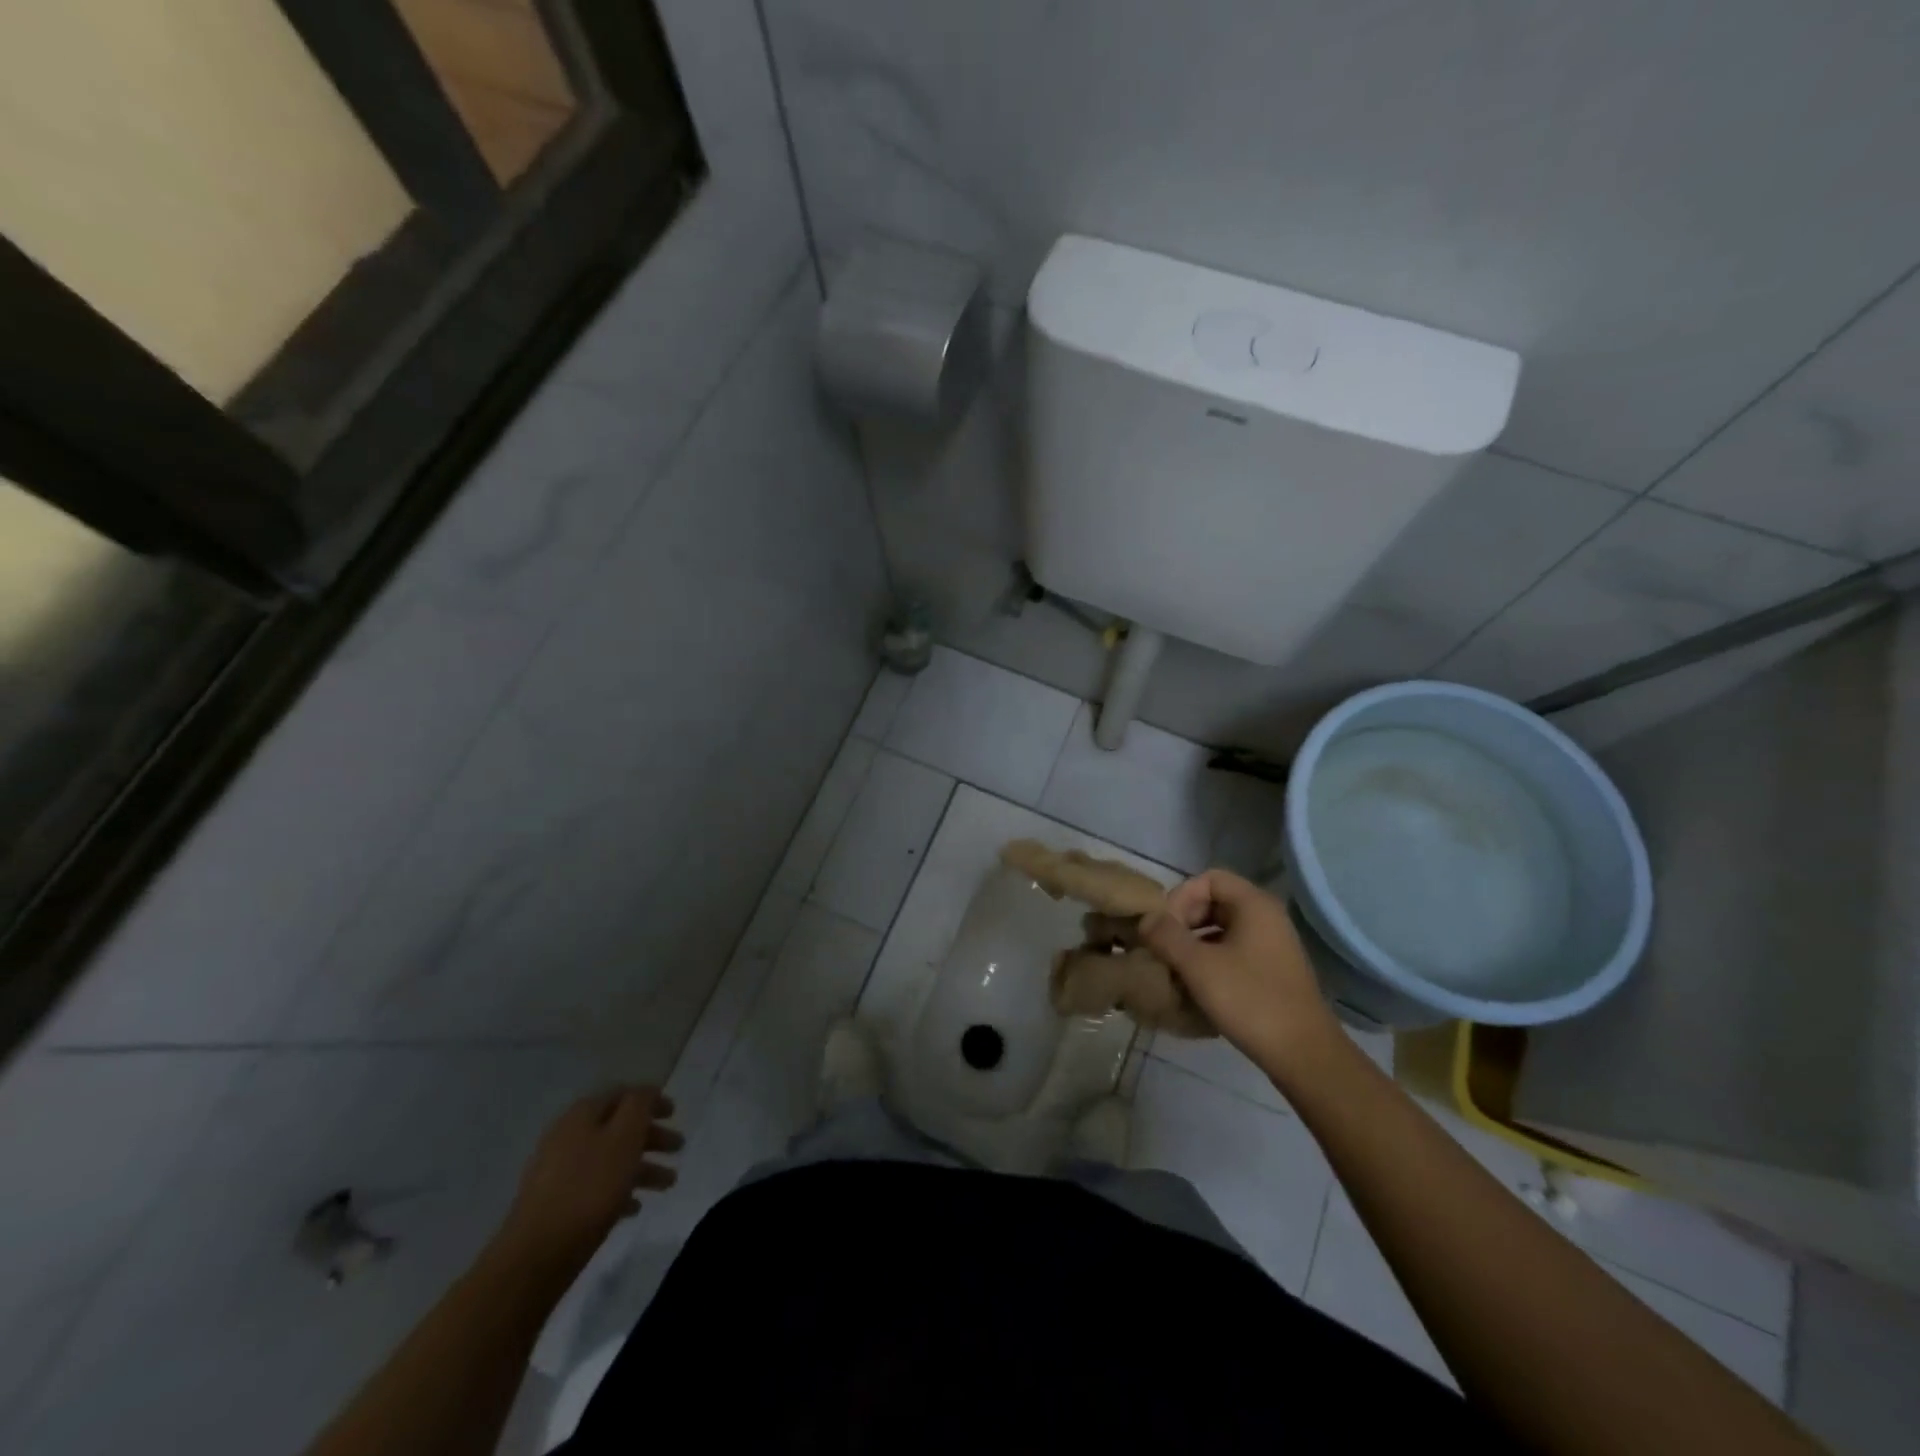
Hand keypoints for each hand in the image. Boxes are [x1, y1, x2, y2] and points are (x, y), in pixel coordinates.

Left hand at [496, 1086, 681, 1270]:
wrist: (536, 1255)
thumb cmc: (589, 1189)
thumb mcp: (624, 1137)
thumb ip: (639, 1106)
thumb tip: (645, 1091)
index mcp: (583, 1114)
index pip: (624, 1094)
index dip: (651, 1100)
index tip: (675, 1113)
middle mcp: (568, 1136)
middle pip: (618, 1127)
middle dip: (651, 1136)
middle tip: (678, 1148)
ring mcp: (558, 1171)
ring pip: (610, 1159)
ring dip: (641, 1166)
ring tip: (668, 1183)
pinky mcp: (555, 1203)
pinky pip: (595, 1187)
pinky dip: (619, 1190)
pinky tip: (635, 1207)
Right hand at [1140, 869, 1340, 1080]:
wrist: (1304, 1055)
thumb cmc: (1250, 1000)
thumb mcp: (1198, 966)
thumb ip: (1166, 936)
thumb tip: (1145, 919)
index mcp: (1254, 905)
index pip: (1208, 878)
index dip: (1180, 897)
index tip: (1163, 927)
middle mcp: (1267, 917)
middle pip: (1214, 902)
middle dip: (1183, 922)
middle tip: (1163, 948)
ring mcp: (1272, 946)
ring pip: (1222, 930)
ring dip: (1193, 944)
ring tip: (1173, 969)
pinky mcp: (1272, 972)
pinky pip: (1233, 952)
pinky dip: (1210, 961)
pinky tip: (1195, 988)